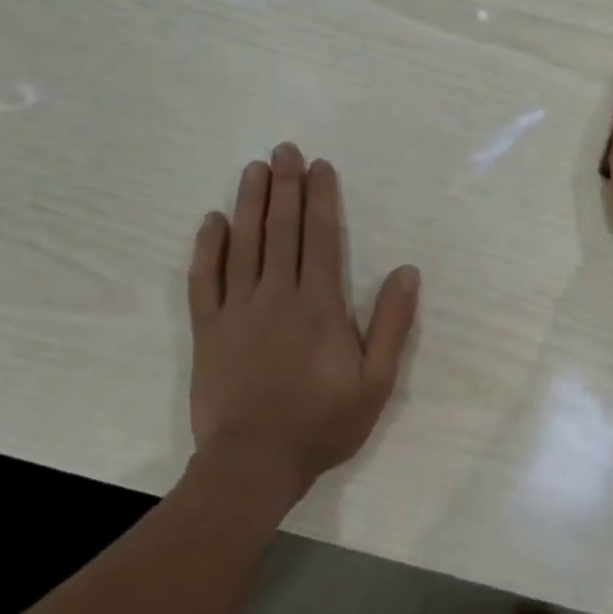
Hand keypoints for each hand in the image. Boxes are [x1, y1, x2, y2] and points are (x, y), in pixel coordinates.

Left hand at [187, 144, 420, 504]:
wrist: (253, 463)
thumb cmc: (322, 423)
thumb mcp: (376, 381)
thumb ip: (392, 323)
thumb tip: (407, 270)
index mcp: (320, 304)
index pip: (321, 237)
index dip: (321, 198)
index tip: (319, 166)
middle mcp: (277, 295)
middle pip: (282, 230)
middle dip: (285, 186)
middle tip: (284, 150)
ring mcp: (237, 310)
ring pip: (244, 244)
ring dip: (250, 203)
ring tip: (253, 169)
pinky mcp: (208, 330)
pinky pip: (205, 279)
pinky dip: (208, 247)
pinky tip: (213, 221)